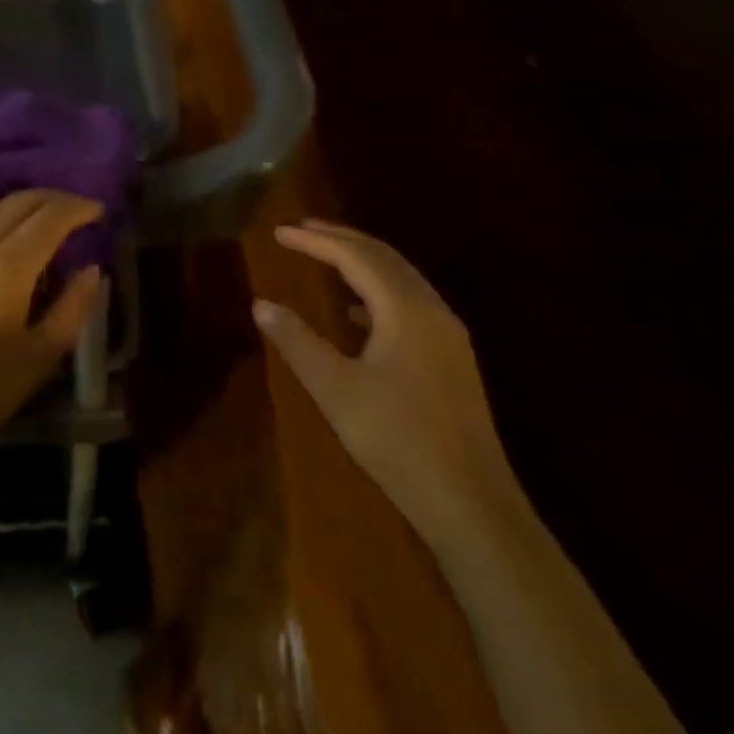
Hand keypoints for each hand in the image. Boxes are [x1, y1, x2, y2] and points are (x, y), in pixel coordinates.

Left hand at [0, 190, 104, 469]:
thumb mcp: (40, 356)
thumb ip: (73, 306)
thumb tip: (91, 270)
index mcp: (4, 266)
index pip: (50, 216)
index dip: (78, 208)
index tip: (100, 211)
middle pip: (19, 201)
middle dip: (54, 199)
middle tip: (80, 211)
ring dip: (25, 207)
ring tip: (50, 223)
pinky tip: (10, 242)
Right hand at [255, 219, 517, 542]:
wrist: (472, 504)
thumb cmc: (398, 441)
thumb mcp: (336, 390)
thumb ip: (297, 341)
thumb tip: (261, 304)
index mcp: (405, 309)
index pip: (354, 257)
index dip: (315, 241)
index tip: (279, 231)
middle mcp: (432, 309)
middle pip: (383, 257)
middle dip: (341, 239)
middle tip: (302, 229)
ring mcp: (448, 334)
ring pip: (400, 278)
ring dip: (362, 262)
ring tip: (325, 257)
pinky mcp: (452, 358)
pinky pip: (410, 303)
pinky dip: (378, 292)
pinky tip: (357, 314)